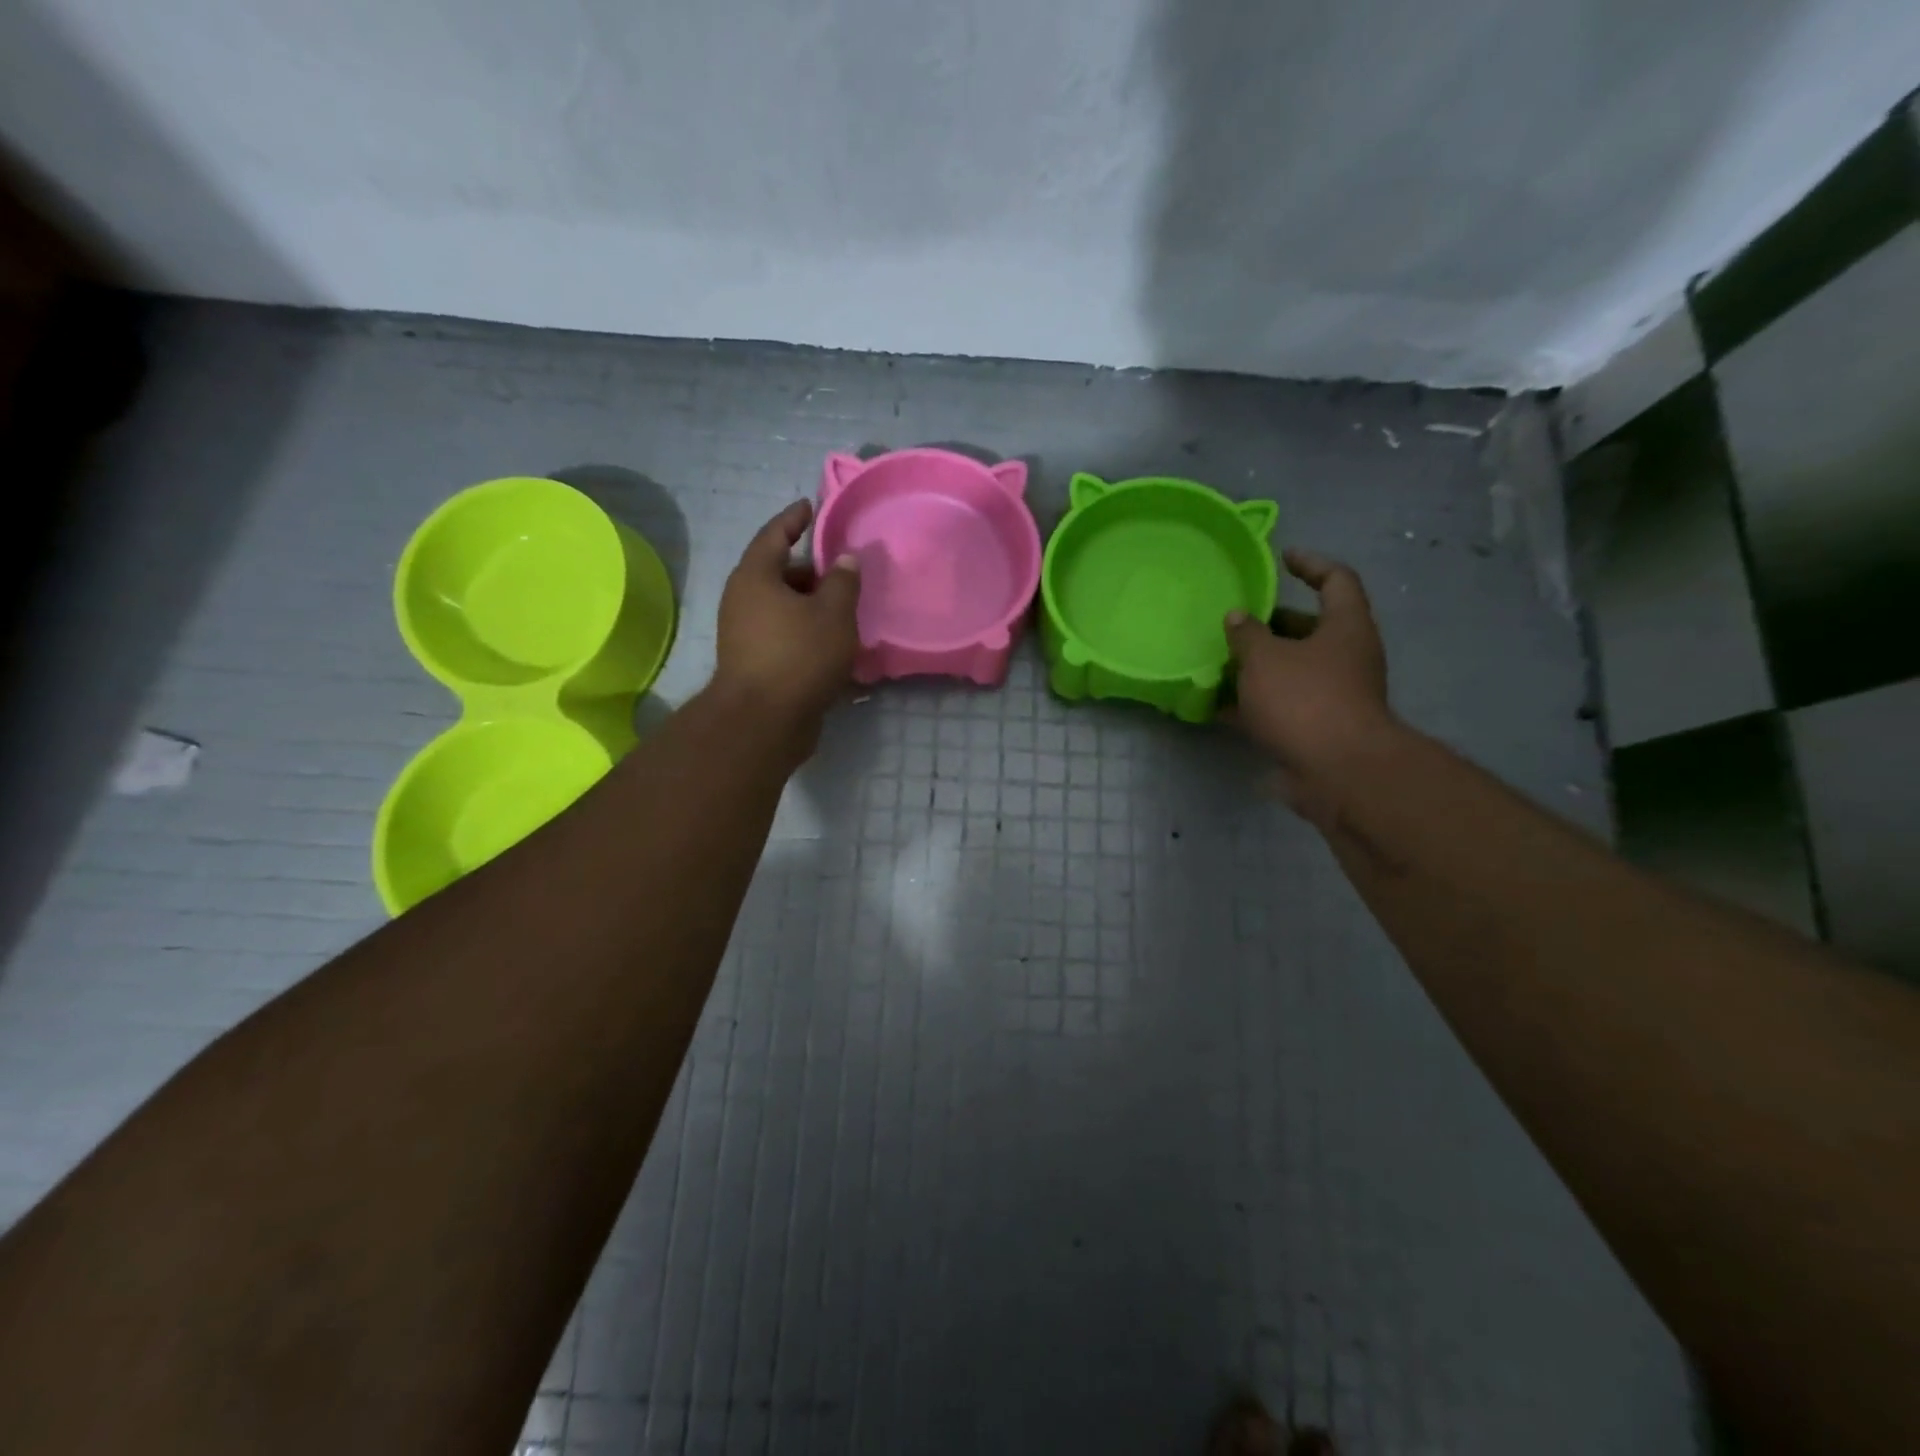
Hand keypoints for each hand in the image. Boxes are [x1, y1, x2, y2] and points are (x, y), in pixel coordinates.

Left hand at [711, 500, 861, 753]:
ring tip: (844, 609)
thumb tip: (845, 558)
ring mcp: (744, 634)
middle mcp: (743, 600)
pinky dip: (806, 631)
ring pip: (783, 608)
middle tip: (842, 570)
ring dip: (811, 605)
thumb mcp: (833, 613)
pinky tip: (833, 642)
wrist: (764, 721)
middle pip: (779, 573)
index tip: (811, 506)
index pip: (775, 534)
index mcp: (755, 576)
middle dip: (810, 570)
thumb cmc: (799, 656)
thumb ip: (843, 581)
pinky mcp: (754, 663)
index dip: (794, 518)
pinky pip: (784, 634)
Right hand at [1224, 548, 1395, 822]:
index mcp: (1345, 627)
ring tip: (1218, 660)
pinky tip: (1217, 705)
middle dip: (1270, 624)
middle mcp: (1346, 657)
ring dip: (1257, 665)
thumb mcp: (1265, 658)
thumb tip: (1237, 617)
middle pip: (1309, 628)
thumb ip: (1247, 634)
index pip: (1336, 580)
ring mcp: (1334, 694)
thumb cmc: (1305, 699)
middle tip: (1234, 620)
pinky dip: (1253, 703)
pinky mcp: (1317, 728)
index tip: (1282, 558)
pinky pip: (1281, 705)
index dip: (1310, 564)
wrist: (1337, 772)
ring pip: (1292, 669)